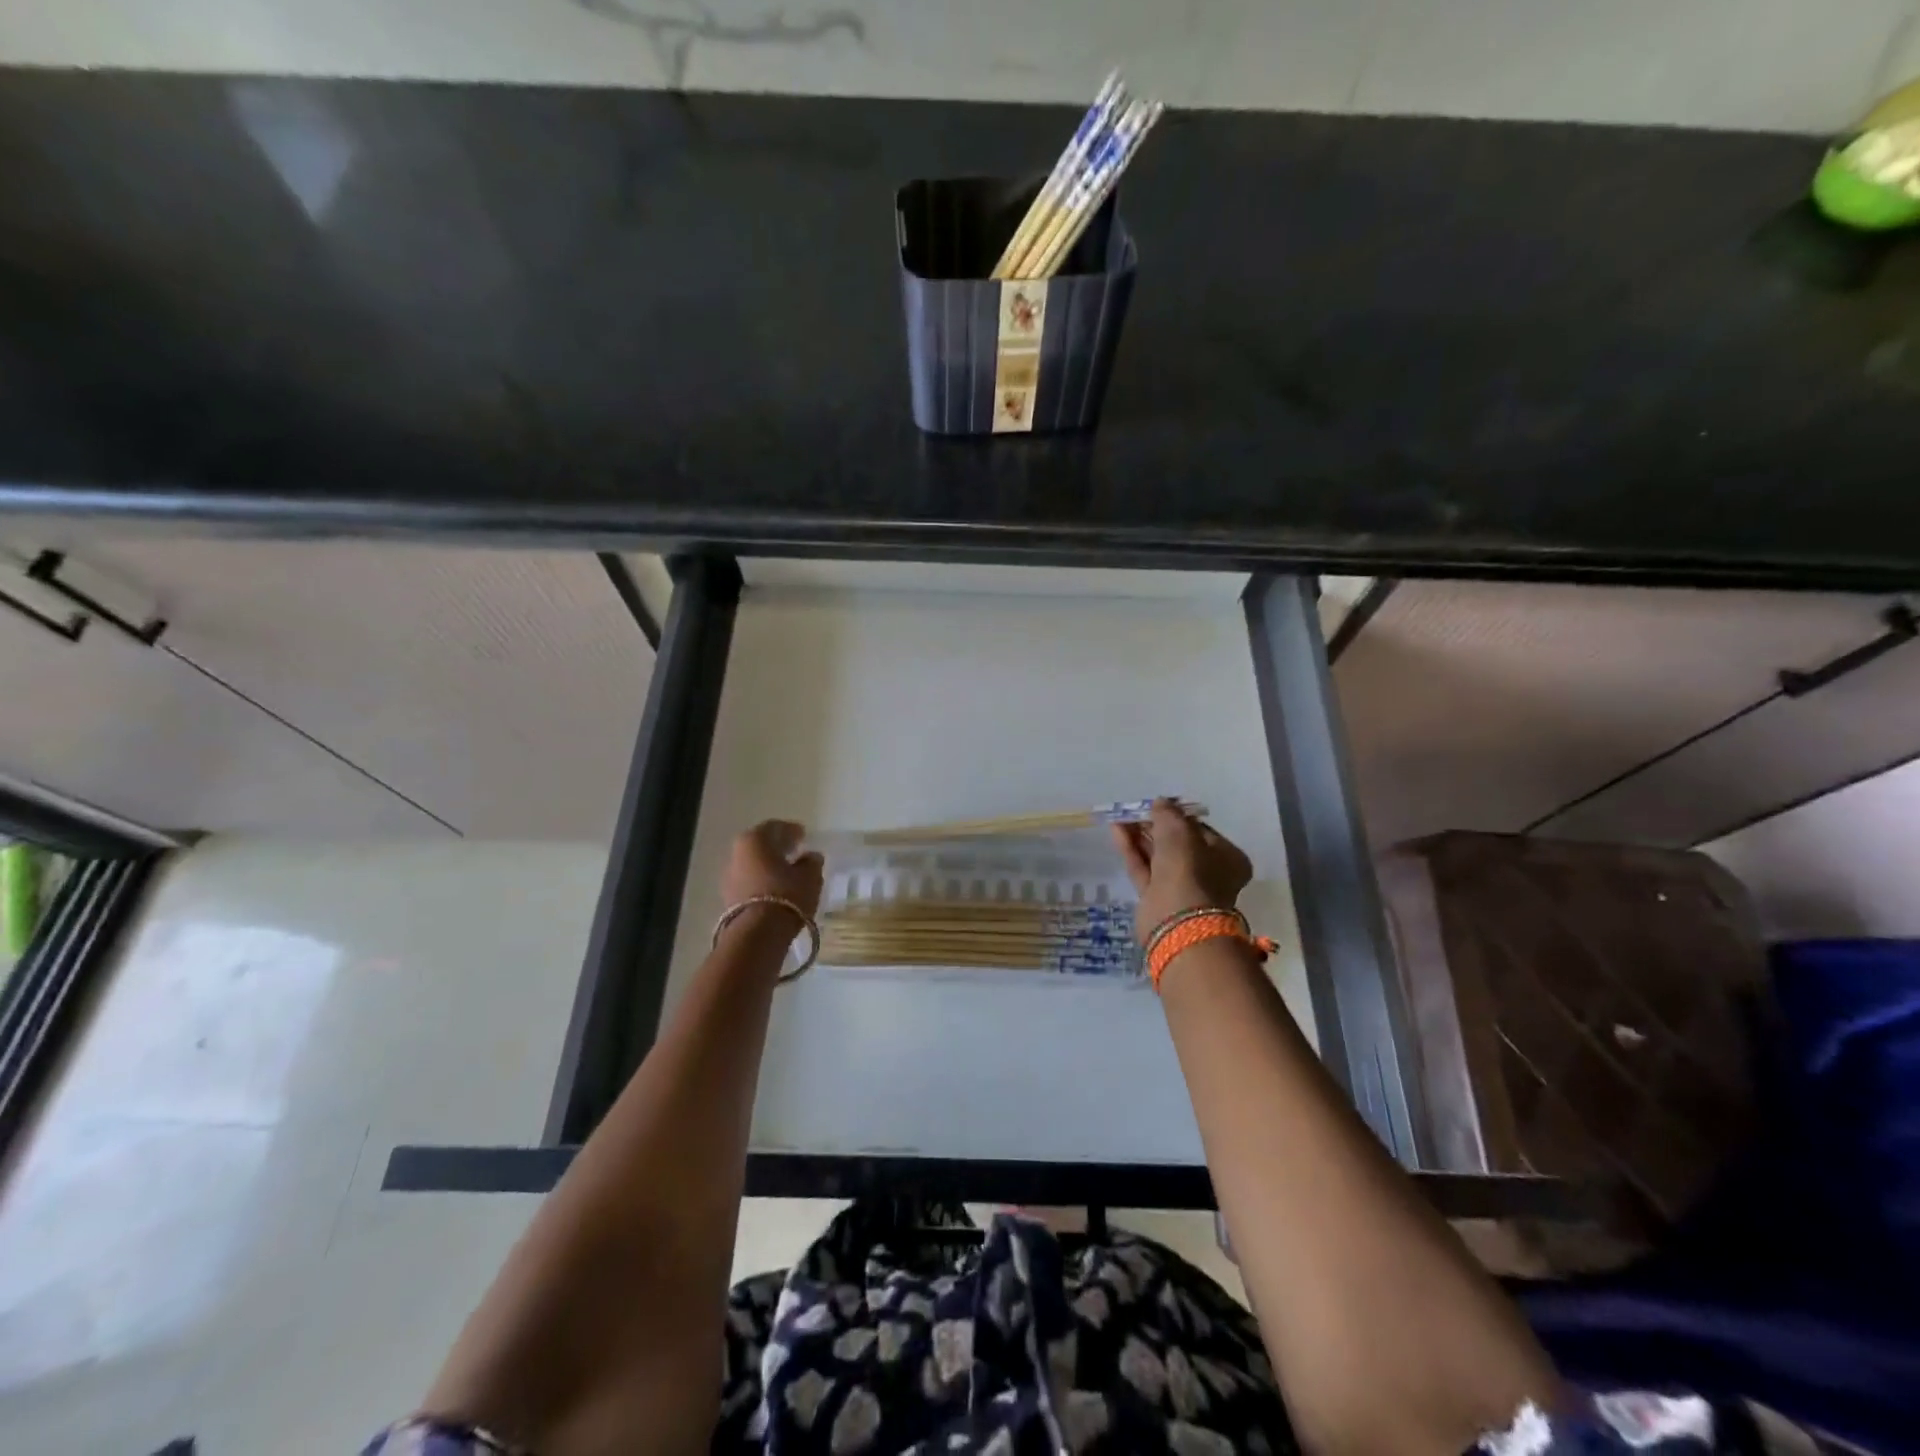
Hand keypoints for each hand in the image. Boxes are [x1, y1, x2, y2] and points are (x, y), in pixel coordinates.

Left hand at [721, 820, 824, 919]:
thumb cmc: (787, 894)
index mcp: (754, 839)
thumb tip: (810, 857)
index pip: (775, 827)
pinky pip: (749, 883)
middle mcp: (736, 853)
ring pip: (753, 865)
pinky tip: (777, 890)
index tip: (804, 836)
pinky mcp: (729, 899)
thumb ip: (811, 862)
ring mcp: (729, 877)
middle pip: (760, 845)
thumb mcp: (810, 876)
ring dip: (769, 866)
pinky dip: (762, 882)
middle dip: (778, 847)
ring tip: (788, 874)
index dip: (791, 830)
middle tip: (796, 852)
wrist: (758, 934)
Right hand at [1111, 798, 1252, 945]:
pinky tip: (1116, 831)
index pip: (1201, 831)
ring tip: (1121, 816)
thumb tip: (1161, 803)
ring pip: (1158, 857)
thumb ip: (1168, 814)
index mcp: (1227, 858)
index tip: (1158, 806)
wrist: (1177, 919)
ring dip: (1140, 836)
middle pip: (1178, 845)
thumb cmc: (1189, 869)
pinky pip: (1143, 868)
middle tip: (1135, 811)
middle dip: (1155, 826)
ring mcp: (1181, 888)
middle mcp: (1207, 873)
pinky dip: (1131, 850)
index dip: (1178, 817)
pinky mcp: (1157, 899)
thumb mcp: (1179, 831)